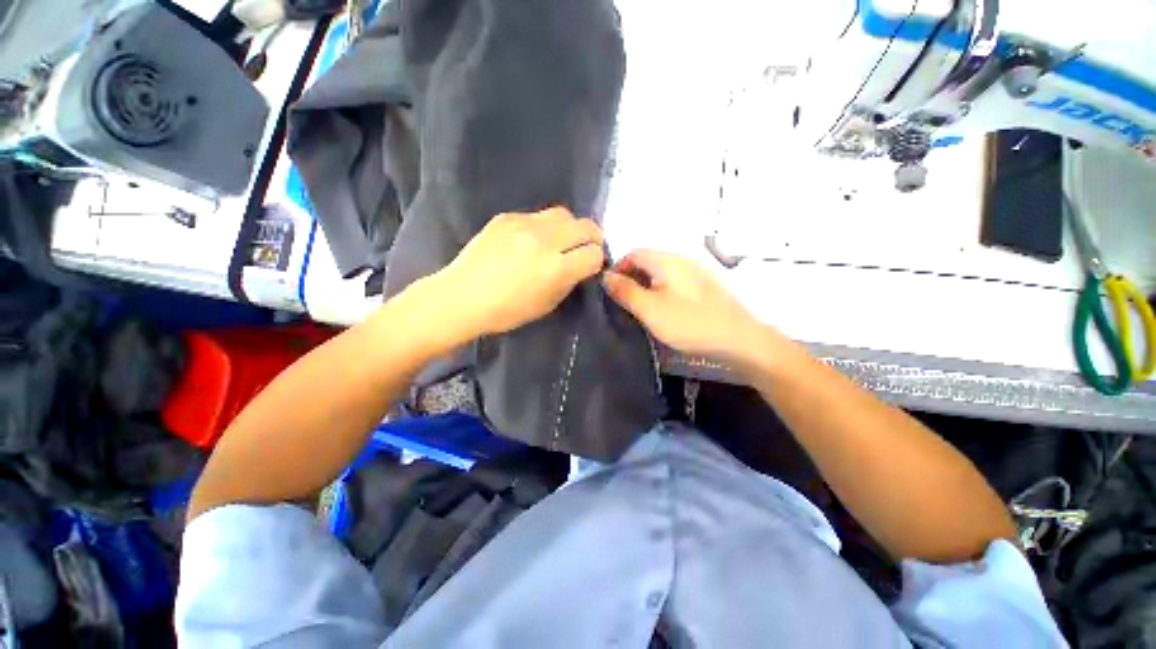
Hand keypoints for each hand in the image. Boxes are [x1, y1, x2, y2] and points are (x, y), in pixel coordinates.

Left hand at [431, 207, 604, 339]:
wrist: (462, 297)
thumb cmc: (507, 311)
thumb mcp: (547, 304)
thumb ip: (569, 280)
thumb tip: (581, 265)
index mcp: (556, 268)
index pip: (594, 254)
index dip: (597, 261)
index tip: (590, 267)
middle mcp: (544, 240)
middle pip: (586, 226)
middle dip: (592, 238)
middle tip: (585, 248)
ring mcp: (524, 224)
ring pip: (563, 213)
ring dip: (570, 227)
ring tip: (560, 240)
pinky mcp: (507, 217)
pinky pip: (537, 215)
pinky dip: (543, 227)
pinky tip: (531, 241)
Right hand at [604, 250, 780, 363]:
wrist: (740, 339)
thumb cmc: (690, 323)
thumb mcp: (650, 309)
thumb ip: (625, 291)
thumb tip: (606, 276)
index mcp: (667, 259)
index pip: (633, 253)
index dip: (618, 269)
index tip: (611, 292)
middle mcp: (682, 258)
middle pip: (647, 261)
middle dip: (631, 278)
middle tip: (624, 303)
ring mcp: (696, 270)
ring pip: (661, 271)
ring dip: (646, 285)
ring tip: (642, 309)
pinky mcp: (705, 285)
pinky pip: (675, 280)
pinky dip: (662, 290)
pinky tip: (664, 309)